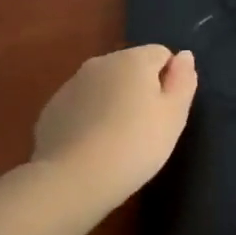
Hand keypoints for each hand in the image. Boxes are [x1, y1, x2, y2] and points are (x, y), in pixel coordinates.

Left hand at [32, 45, 198, 211]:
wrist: (72, 180)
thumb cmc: (135, 145)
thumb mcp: (174, 116)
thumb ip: (183, 81)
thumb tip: (184, 56)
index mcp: (133, 59)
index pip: (162, 54)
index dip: (169, 81)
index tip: (166, 111)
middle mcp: (100, 62)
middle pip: (131, 68)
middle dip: (140, 89)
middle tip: (146, 127)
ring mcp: (71, 85)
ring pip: (104, 86)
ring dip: (114, 102)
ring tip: (117, 139)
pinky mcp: (51, 110)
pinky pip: (82, 106)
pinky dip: (90, 118)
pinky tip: (92, 146)